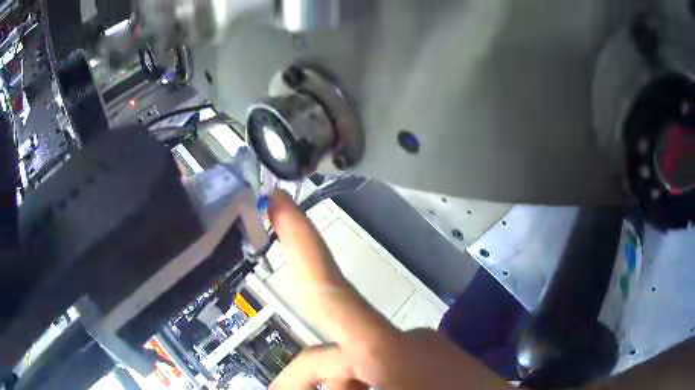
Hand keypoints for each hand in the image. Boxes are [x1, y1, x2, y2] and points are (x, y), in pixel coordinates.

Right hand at [268, 191, 510, 389]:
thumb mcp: (380, 389)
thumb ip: (336, 382)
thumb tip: (315, 378)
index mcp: (385, 349)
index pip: (330, 288)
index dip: (300, 241)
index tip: (279, 201)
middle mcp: (403, 341)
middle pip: (330, 354)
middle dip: (302, 380)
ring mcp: (422, 351)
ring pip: (357, 366)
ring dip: (341, 387)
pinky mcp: (435, 362)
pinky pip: (384, 371)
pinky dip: (367, 384)